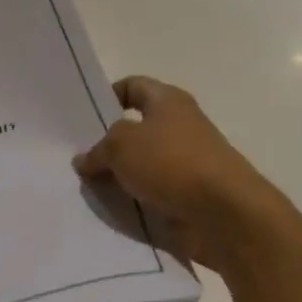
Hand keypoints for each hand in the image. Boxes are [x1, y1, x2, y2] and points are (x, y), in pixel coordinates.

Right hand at [73, 76, 287, 272]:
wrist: (225, 215)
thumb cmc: (172, 163)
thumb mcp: (120, 144)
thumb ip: (98, 149)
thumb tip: (85, 160)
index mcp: (168, 101)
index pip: (132, 86)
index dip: (107, 96)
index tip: (84, 117)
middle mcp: (179, 127)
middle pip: (134, 128)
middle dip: (106, 142)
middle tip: (76, 155)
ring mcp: (185, 163)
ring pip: (140, 164)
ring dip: (116, 175)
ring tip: (85, 185)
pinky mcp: (186, 196)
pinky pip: (149, 193)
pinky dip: (131, 200)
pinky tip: (107, 209)